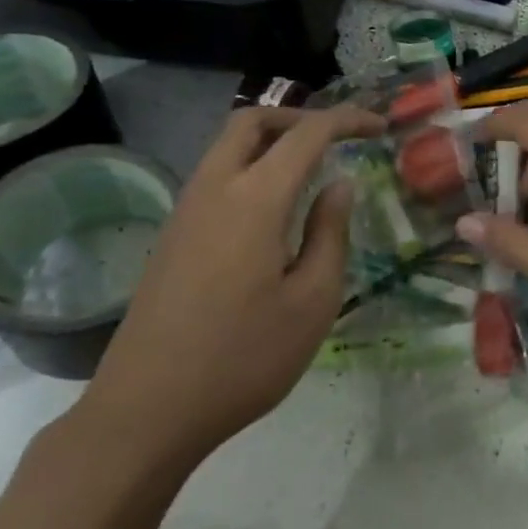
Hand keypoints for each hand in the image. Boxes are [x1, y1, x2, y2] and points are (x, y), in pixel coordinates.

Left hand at [77, 103, 384, 470]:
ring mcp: (185, 212)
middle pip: (252, 122)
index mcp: (254, 200)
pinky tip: (275, 208)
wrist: (146, 412)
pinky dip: (251, 166)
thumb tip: (338, 185)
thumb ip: (330, 232)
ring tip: (313, 168)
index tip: (380, 128)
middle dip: (300, 117)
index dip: (347, 120)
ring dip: (272, 140)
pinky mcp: (172, 236)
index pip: (306, 134)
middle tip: (338, 138)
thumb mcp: (313, 301)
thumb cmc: (244, 359)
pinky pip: (216, 176)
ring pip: (228, 146)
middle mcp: (214, 190)